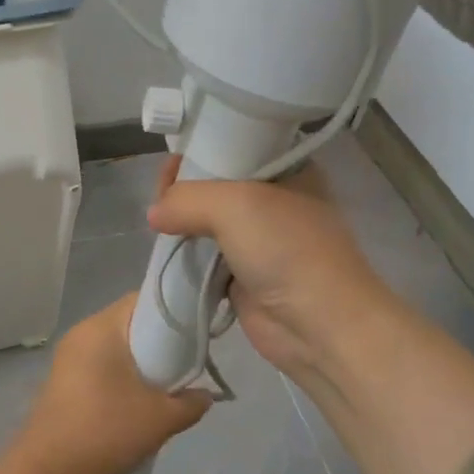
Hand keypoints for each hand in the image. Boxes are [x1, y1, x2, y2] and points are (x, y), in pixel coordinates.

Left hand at [0, 294, 209, 473]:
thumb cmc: (105, 433)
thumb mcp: (161, 419)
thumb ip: (192, 402)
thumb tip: (204, 395)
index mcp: (101, 328)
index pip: (145, 299)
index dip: (176, 311)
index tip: (198, 333)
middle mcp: (82, 334)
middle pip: (131, 323)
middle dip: (162, 342)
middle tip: (188, 365)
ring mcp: (69, 359)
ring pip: (117, 348)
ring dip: (142, 364)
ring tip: (167, 389)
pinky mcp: (64, 383)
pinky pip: (102, 367)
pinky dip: (124, 377)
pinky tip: (139, 404)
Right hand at [146, 155, 395, 385]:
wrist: (320, 326)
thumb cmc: (287, 250)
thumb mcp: (235, 204)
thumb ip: (187, 199)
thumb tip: (154, 214)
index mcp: (287, 171)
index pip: (236, 147)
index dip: (202, 149)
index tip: (172, 160)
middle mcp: (274, 202)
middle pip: (217, 185)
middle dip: (186, 188)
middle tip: (159, 195)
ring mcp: (260, 241)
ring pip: (208, 223)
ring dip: (183, 224)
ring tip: (157, 223)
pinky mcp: (244, 276)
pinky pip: (206, 258)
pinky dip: (187, 256)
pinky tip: (165, 250)